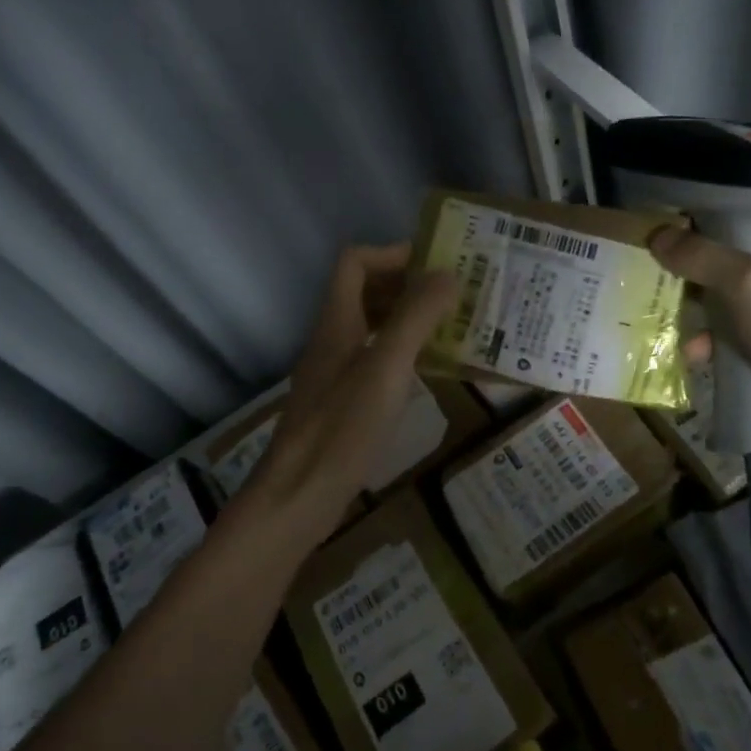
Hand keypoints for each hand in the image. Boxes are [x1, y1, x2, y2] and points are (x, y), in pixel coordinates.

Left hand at [244, 243, 457, 535]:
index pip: (355, 262)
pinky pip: (373, 358)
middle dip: (406, 284)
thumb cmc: (343, 427)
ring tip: (449, 327)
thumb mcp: (387, 367)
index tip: (436, 265)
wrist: (298, 496)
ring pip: (370, 325)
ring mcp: (333, 371)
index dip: (392, 254)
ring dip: (406, 318)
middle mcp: (332, 339)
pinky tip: (426, 370)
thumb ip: (415, 317)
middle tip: (452, 294)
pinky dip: (401, 351)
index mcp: (337, 321)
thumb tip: (446, 273)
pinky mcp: (340, 401)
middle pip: (364, 291)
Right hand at [652, 203, 750, 476]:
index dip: (735, 195)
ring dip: (704, 307)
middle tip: (661, 252)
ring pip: (739, 298)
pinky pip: (742, 339)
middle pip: (750, 250)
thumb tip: (656, 235)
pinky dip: (717, 344)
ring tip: (667, 309)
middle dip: (704, 256)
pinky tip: (692, 355)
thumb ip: (703, 257)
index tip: (687, 197)